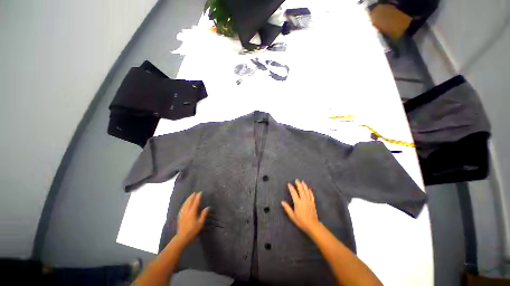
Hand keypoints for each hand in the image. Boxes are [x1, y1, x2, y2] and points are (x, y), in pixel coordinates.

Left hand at [175, 192, 209, 246]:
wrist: (182, 237)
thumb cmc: (193, 230)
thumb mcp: (200, 223)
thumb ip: (204, 214)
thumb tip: (208, 207)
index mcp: (192, 212)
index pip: (196, 202)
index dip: (198, 197)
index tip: (200, 192)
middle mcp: (187, 211)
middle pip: (189, 201)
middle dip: (192, 196)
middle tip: (195, 192)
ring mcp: (182, 213)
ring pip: (185, 203)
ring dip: (188, 199)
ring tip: (191, 196)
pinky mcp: (180, 215)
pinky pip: (182, 206)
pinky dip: (185, 203)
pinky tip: (185, 203)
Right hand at [281, 180, 320, 234]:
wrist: (312, 225)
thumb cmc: (301, 221)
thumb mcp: (292, 216)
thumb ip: (287, 208)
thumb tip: (282, 202)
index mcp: (298, 202)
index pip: (293, 193)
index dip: (291, 188)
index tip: (289, 184)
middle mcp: (303, 200)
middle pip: (301, 190)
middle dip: (298, 184)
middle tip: (296, 180)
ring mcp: (309, 201)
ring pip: (306, 191)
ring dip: (304, 186)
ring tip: (302, 181)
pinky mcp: (313, 203)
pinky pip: (311, 195)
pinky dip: (310, 191)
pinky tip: (309, 189)